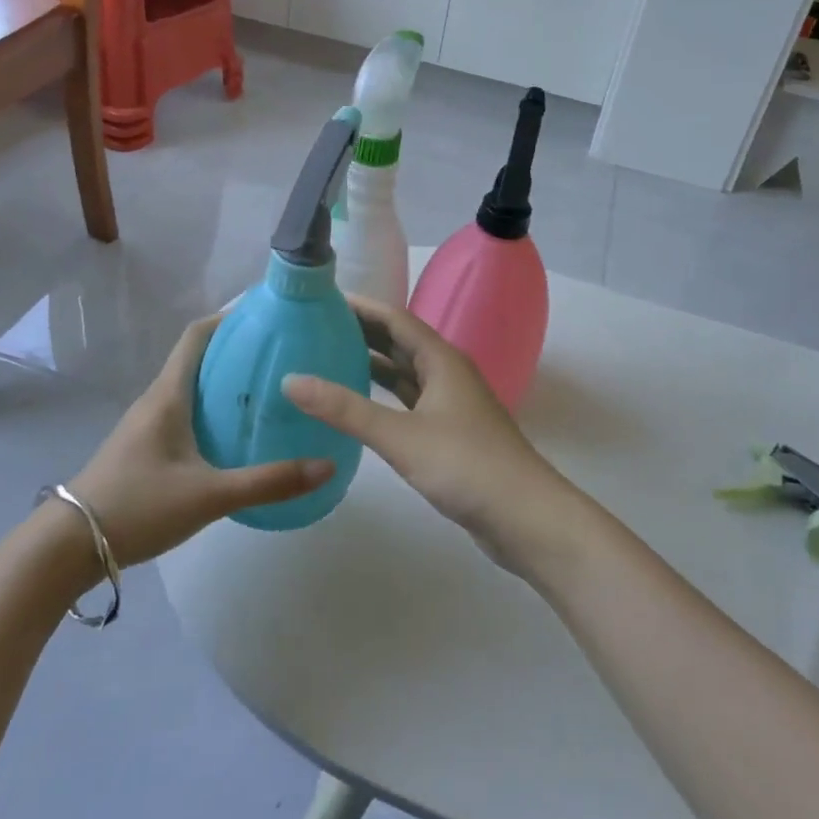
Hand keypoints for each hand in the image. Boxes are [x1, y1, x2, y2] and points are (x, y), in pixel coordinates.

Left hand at [65, 315, 335, 568]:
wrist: (69, 547)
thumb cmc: (138, 506)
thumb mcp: (209, 496)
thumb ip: (268, 482)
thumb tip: (327, 465)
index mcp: (169, 395)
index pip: (197, 335)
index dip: (229, 317)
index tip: (266, 315)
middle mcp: (157, 399)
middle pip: (198, 358)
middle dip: (236, 350)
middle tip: (280, 355)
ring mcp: (146, 424)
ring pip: (191, 387)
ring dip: (224, 382)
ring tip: (266, 390)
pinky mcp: (144, 448)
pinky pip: (184, 412)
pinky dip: (211, 409)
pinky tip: (233, 434)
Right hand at [282, 299, 580, 571]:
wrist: (526, 518)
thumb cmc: (466, 466)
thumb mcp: (401, 436)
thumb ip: (346, 410)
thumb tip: (292, 380)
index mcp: (440, 359)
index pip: (394, 319)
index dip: (360, 306)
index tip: (321, 300)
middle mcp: (446, 373)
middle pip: (399, 342)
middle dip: (361, 333)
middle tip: (314, 329)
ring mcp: (450, 404)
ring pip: (404, 374)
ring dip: (371, 365)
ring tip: (327, 360)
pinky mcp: (449, 433)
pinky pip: (408, 402)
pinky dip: (383, 398)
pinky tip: (358, 407)